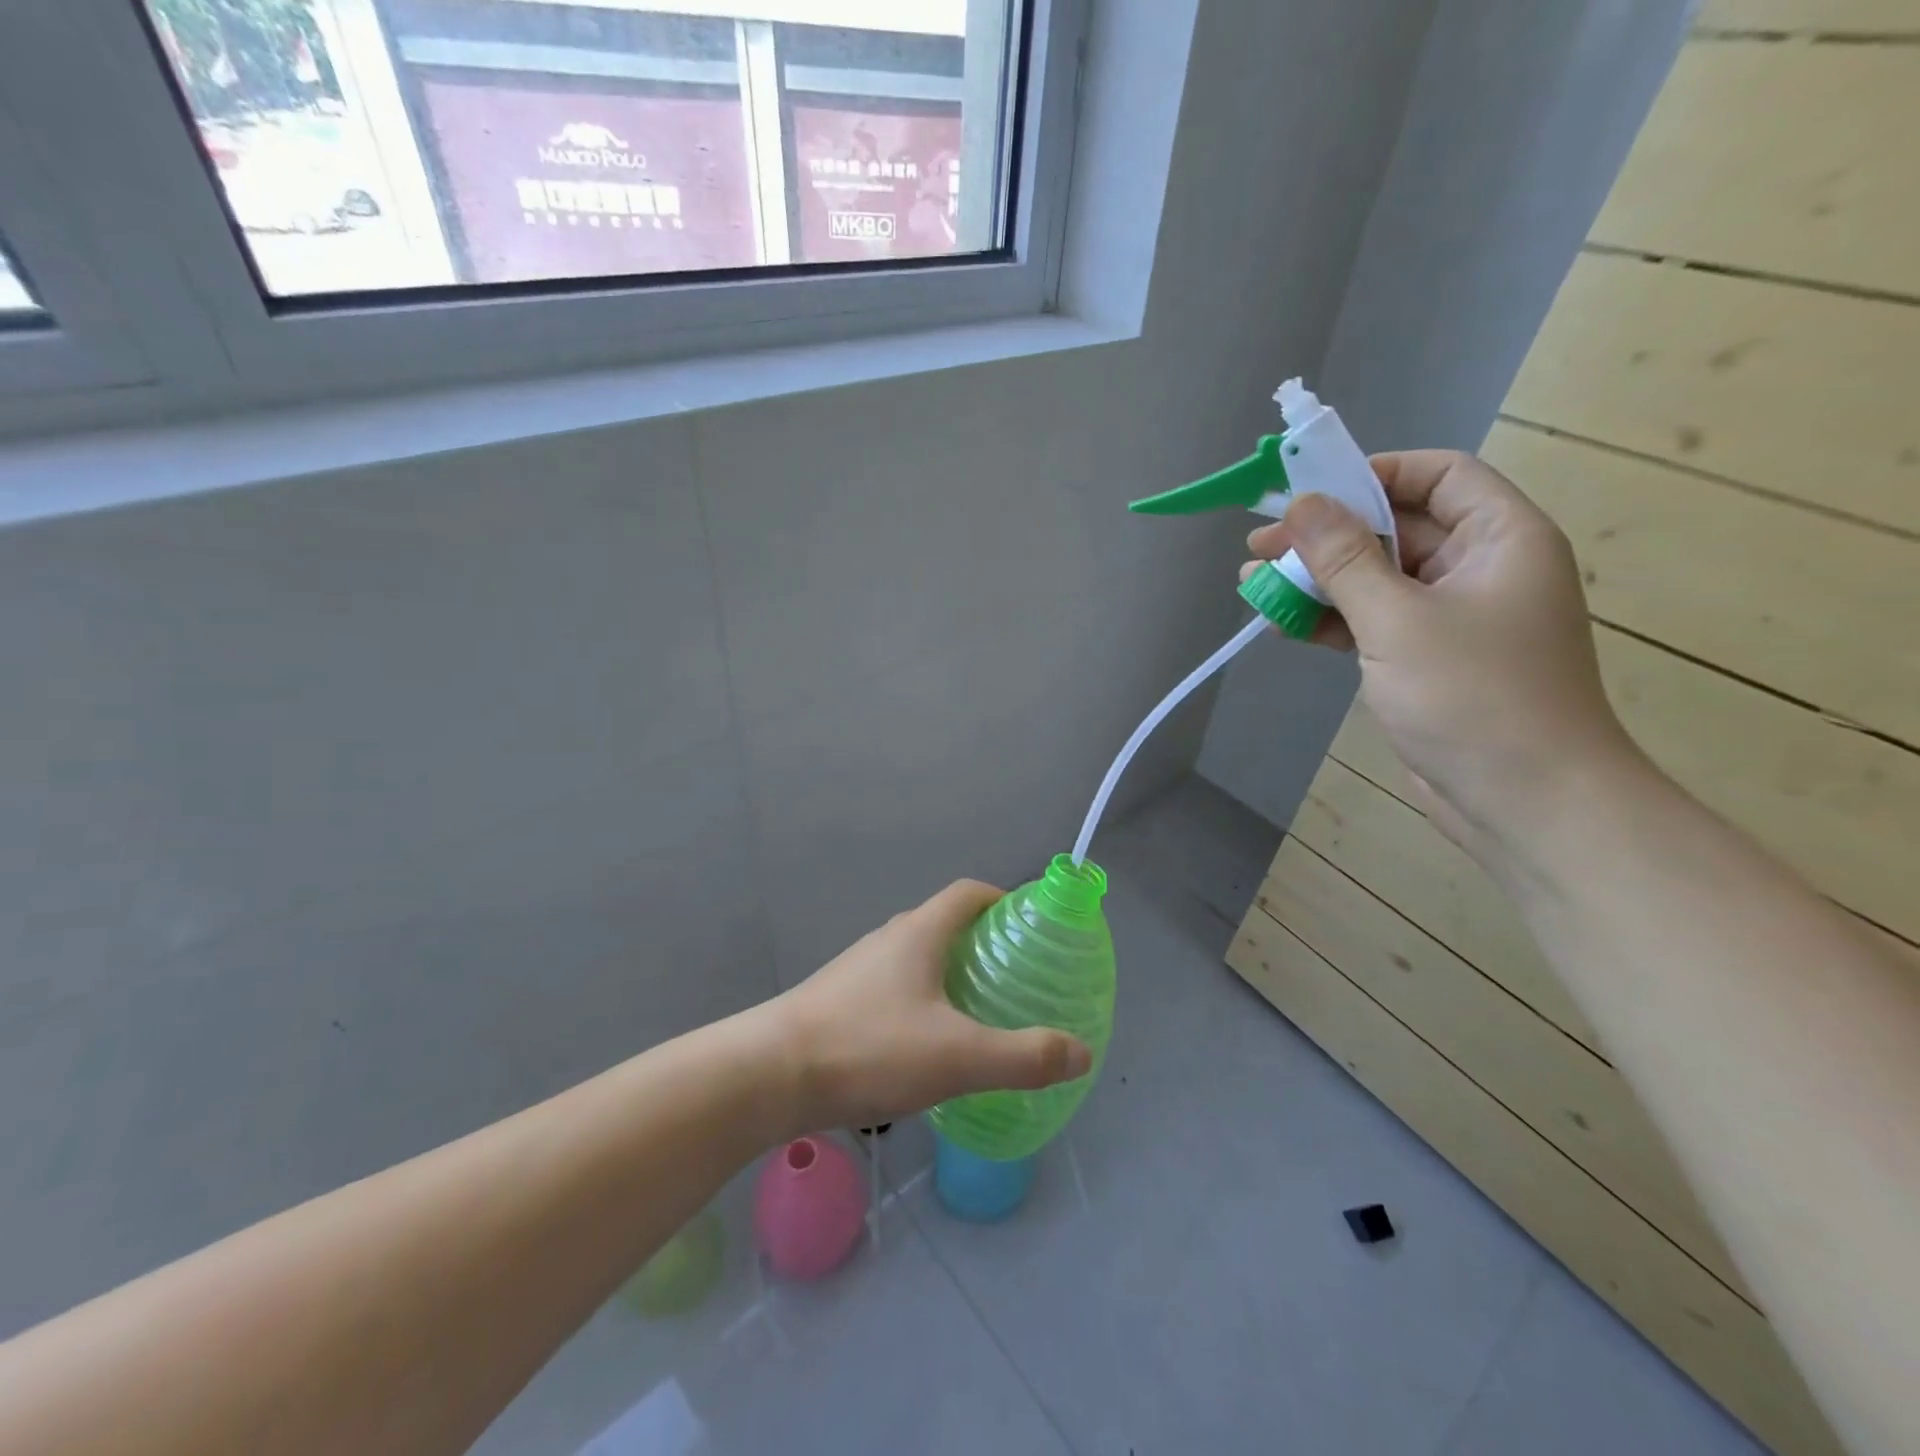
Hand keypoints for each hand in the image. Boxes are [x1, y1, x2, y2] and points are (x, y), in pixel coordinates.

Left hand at [762, 881, 1093, 1136]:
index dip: (1003, 900)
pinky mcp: (839, 1001)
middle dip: (983, 944)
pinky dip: (922, 1002)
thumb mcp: (958, 1056)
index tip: (1031, 928)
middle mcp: (888, 939)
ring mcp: (859, 970)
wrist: (769, 1074)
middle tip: (1015, 980)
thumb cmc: (869, 1047)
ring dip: (950, 975)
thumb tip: (1081, 1052)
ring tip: (978, 1015)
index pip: (968, 893)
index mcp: (919, 932)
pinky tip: (927, 1048)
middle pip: (944, 924)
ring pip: (917, 959)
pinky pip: (894, 988)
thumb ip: (1023, 1056)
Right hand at [1243, 450, 1641, 853]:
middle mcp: (1480, 568)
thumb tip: (1303, 502)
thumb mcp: (1398, 620)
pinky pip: (1373, 622)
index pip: (1437, 476)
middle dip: (1326, 535)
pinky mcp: (1426, 660)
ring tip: (1254, 584)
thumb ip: (1346, 559)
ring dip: (1318, 580)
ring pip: (1376, 579)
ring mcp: (1452, 618)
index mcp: (1500, 538)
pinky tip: (1283, 622)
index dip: (1373, 474)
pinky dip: (1330, 620)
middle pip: (1396, 529)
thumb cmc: (1473, 696)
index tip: (1309, 493)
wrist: (1525, 801)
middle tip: (1260, 546)